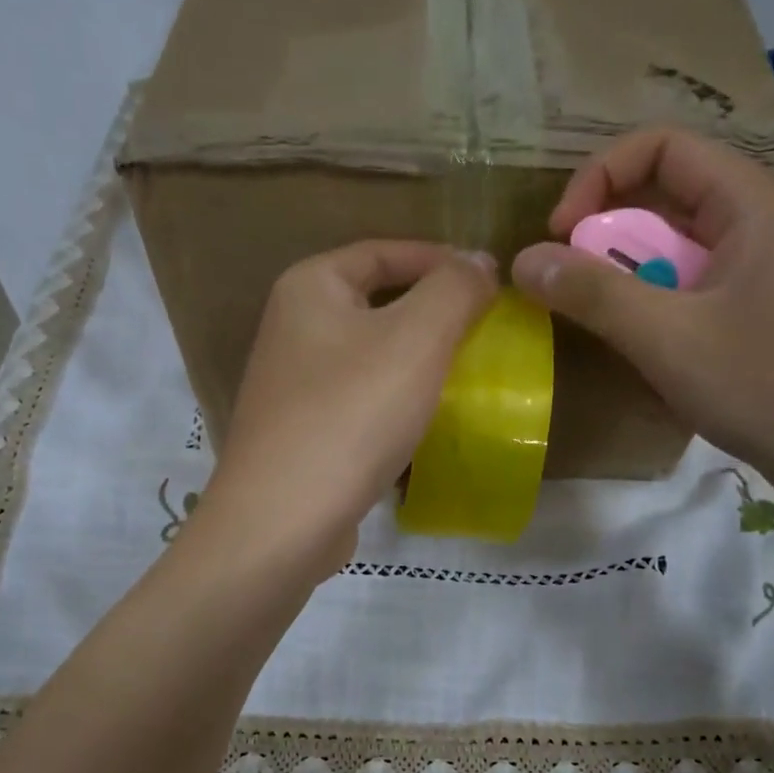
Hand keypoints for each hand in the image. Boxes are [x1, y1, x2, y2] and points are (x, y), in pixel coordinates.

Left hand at [202, 241, 496, 571]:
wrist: (283, 521)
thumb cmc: (350, 416)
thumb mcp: (416, 340)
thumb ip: (455, 289)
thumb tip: (479, 262)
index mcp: (309, 288)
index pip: (383, 251)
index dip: (440, 260)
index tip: (490, 283)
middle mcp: (292, 329)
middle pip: (376, 303)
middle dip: (432, 314)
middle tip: (484, 331)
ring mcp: (293, 386)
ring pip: (370, 357)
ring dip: (416, 363)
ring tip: (466, 376)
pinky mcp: (302, 435)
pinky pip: (360, 402)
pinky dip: (395, 403)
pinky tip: (426, 423)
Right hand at [511, 128, 773, 499]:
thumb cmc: (765, 386)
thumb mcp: (667, 339)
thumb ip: (593, 294)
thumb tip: (522, 260)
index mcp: (750, 201)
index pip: (660, 147)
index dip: (598, 178)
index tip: (561, 236)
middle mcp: (759, 218)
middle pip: (665, 192)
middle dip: (606, 230)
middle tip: (571, 283)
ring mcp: (761, 264)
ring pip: (675, 242)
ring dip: (627, 271)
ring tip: (601, 316)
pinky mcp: (758, 304)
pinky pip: (690, 280)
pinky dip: (653, 299)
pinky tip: (642, 341)